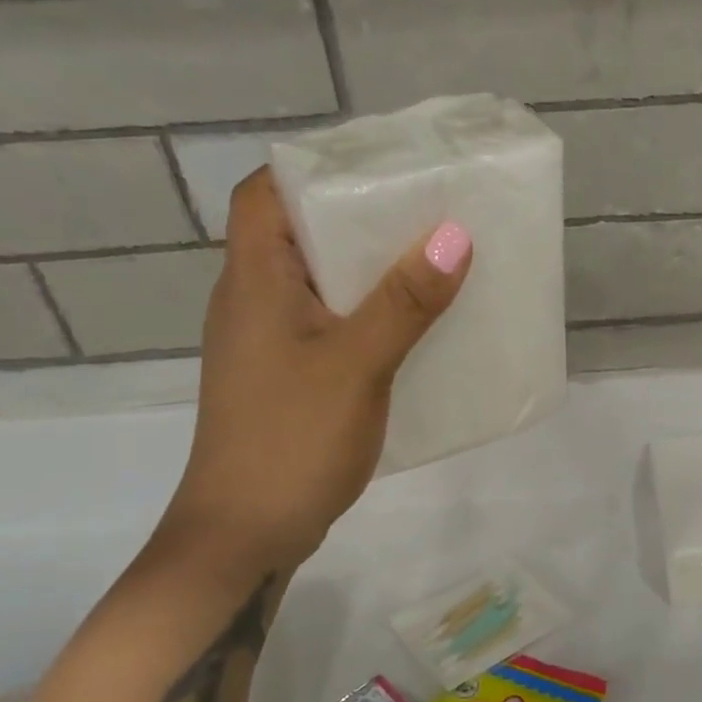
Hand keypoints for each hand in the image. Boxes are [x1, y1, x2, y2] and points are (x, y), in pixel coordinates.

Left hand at [162, 170, 470, 572]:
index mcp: (254, 281)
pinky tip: (415, 327)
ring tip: (434, 259)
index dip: (315, 168)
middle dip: (360, 216)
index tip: (380, 166)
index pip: (265, 193)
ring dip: (371, 268)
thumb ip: (404, 302)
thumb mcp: (356, 365)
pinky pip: (332, 324)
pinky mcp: (288, 376)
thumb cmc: (291, 440)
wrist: (246, 535)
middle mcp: (253, 301)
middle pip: (300, 233)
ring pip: (321, 283)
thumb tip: (455, 234)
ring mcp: (269, 342)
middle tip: (429, 209)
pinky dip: (370, 313)